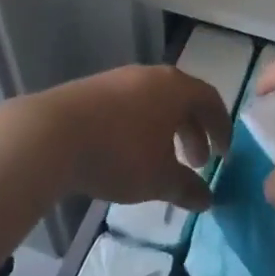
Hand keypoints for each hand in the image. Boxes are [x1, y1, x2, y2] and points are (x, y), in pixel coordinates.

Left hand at [35, 65, 232, 210]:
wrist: (51, 135)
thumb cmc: (119, 153)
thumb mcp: (159, 178)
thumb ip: (187, 188)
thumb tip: (207, 199)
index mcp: (175, 88)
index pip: (210, 100)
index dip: (222, 128)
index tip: (224, 155)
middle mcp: (150, 75)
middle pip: (183, 99)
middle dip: (193, 132)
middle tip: (196, 163)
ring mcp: (118, 79)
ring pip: (154, 102)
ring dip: (166, 130)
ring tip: (161, 161)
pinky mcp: (92, 90)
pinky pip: (129, 105)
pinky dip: (140, 127)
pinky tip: (127, 153)